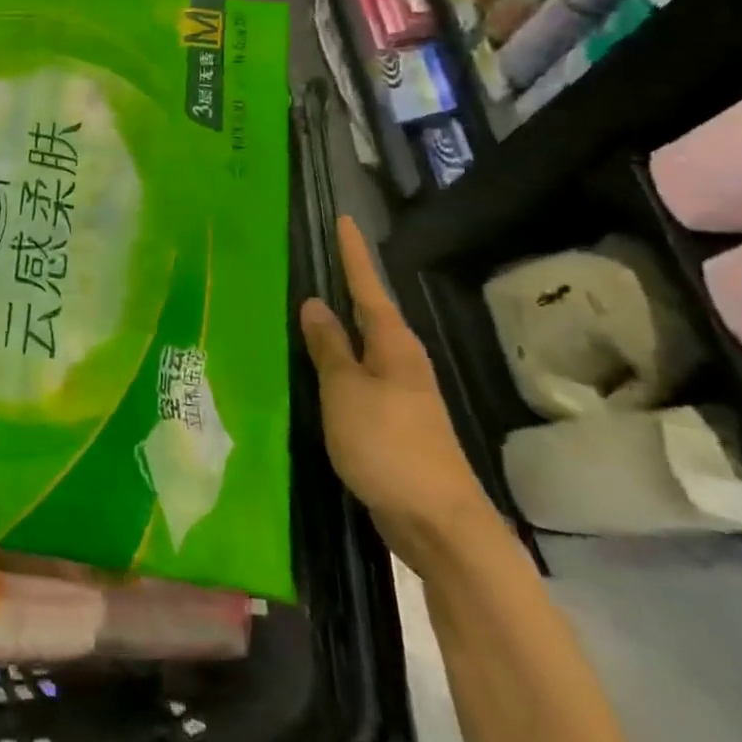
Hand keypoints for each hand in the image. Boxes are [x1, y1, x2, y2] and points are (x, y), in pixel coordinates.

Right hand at [300, 216, 499, 572]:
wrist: (437, 522)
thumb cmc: (389, 445)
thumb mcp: (347, 391)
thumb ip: (329, 347)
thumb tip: (315, 304)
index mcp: (393, 346)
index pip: (368, 287)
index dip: (353, 254)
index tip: (344, 219)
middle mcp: (400, 362)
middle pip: (369, 313)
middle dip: (345, 285)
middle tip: (313, 256)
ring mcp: (398, 394)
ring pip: (361, 347)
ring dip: (337, 326)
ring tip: (303, 305)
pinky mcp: (389, 422)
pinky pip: (356, 377)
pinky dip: (335, 362)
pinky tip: (314, 366)